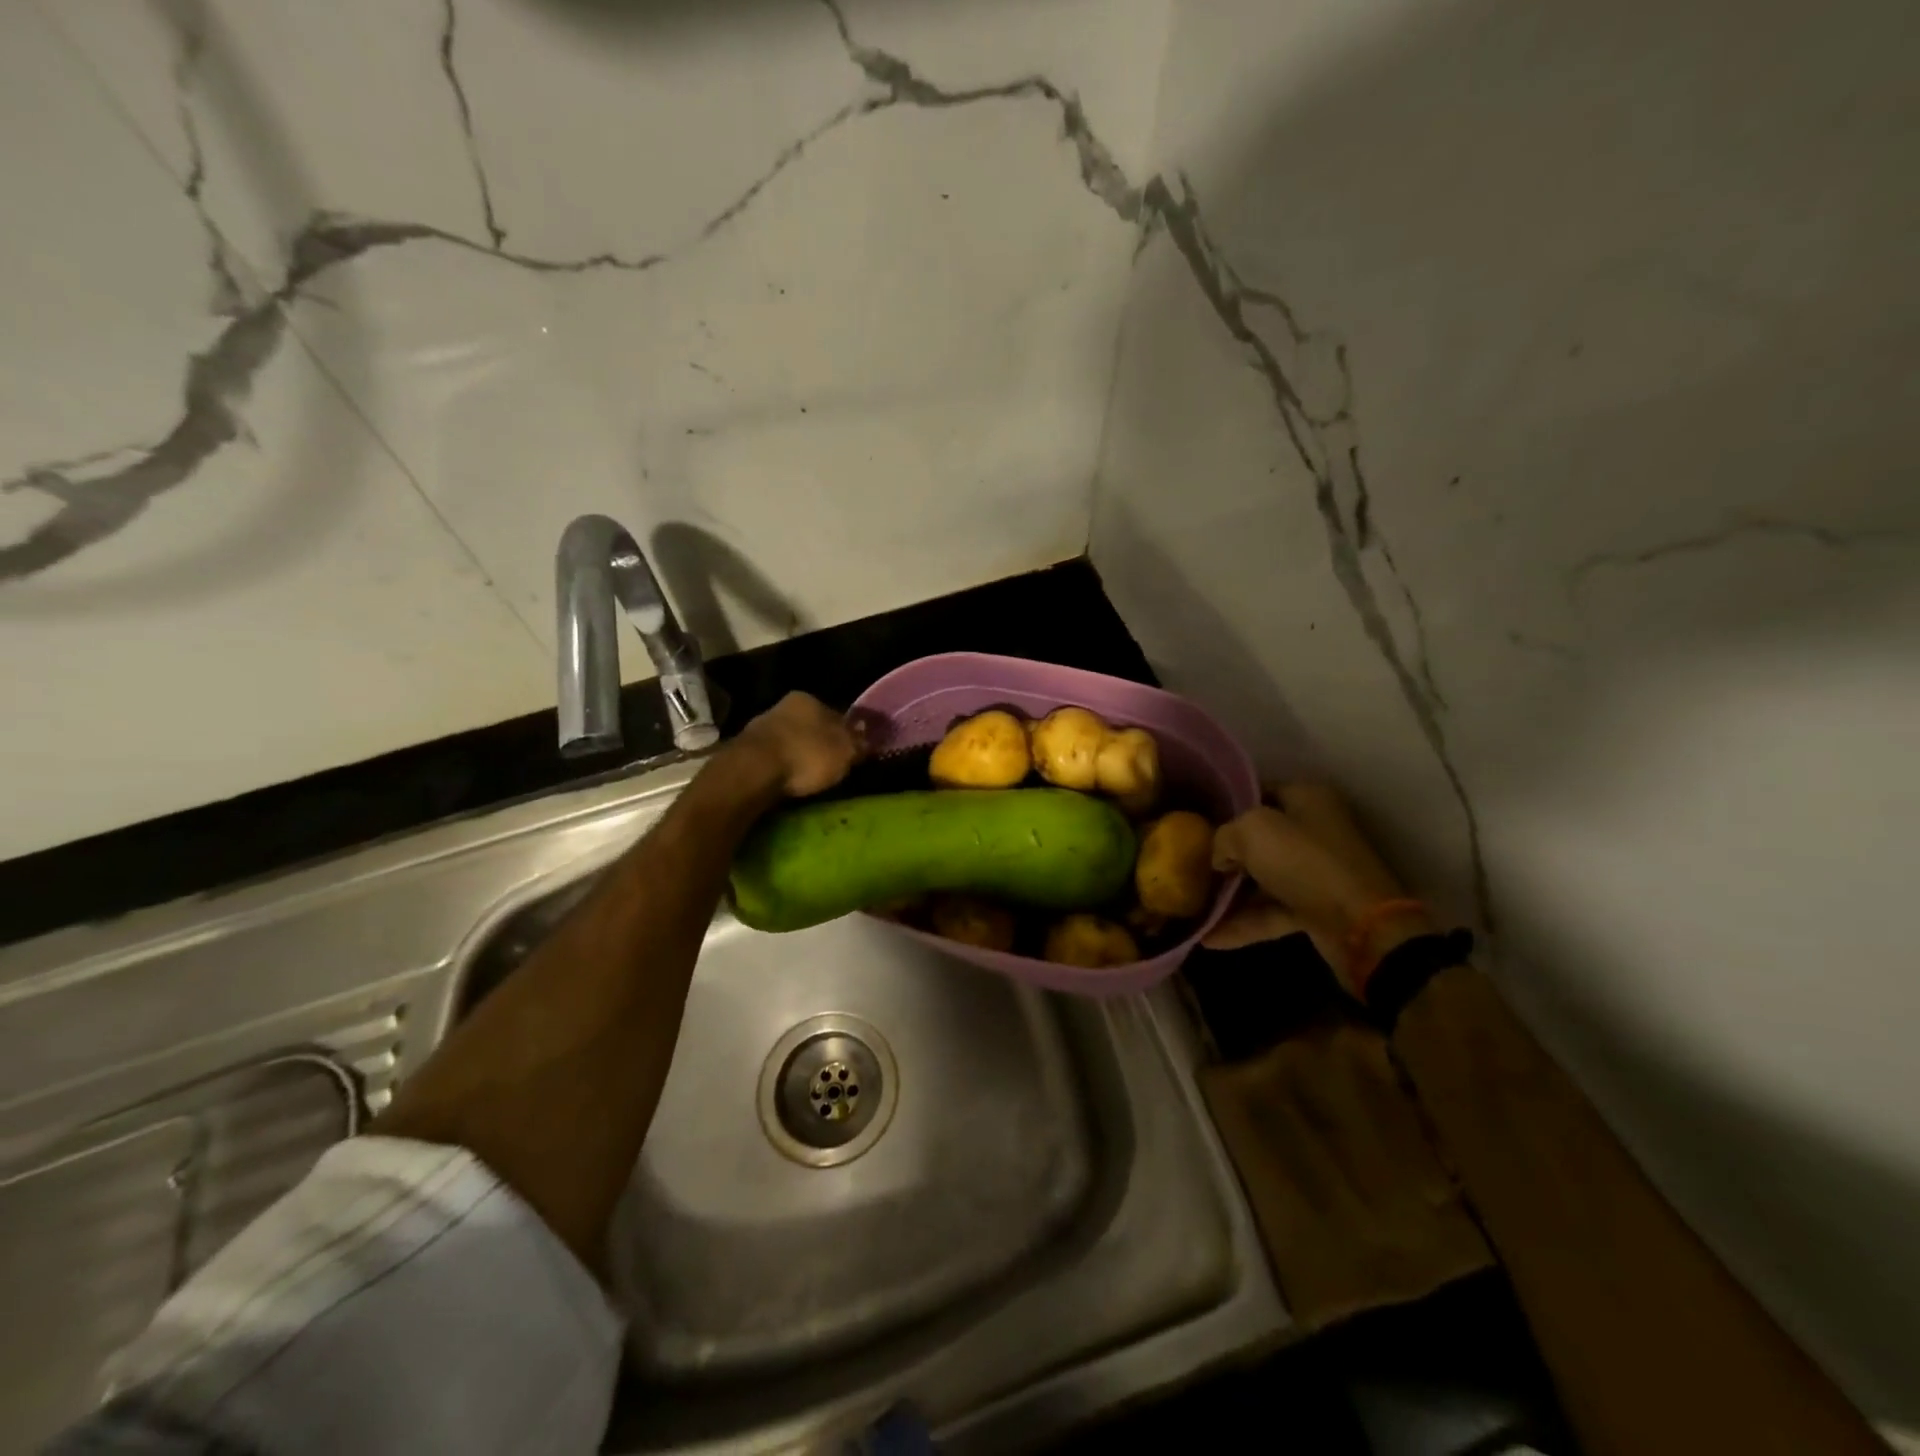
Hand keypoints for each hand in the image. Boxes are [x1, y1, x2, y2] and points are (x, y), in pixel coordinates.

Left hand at [733, 692, 861, 798]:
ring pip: (789, 740)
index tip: (849, 752)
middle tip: (829, 766)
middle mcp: (784, 705)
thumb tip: (866, 738)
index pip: (835, 714)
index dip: (845, 734)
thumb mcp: (845, 751)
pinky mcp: (745, 749)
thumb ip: (858, 743)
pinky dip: (781, 767)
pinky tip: (786, 780)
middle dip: (819, 743)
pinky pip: (773, 757)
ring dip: (798, 755)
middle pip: (810, 726)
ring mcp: (761, 726)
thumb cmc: (807, 754)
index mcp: (810, 699)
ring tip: (808, 778)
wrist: (755, 770)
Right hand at [1204, 784, 1430, 995]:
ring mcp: (1315, 872)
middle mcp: (1313, 830)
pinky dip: (1243, 923)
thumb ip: (1224, 835)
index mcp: (1306, 799)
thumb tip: (1220, 856)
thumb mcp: (1252, 831)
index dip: (1227, 806)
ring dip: (1230, 894)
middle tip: (1188, 865)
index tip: (1195, 823)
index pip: (1258, 792)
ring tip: (1193, 907)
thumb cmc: (1305, 863)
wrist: (1362, 928)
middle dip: (1224, 853)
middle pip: (1259, 838)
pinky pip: (1270, 912)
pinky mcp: (1315, 909)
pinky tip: (1209, 939)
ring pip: (1262, 878)